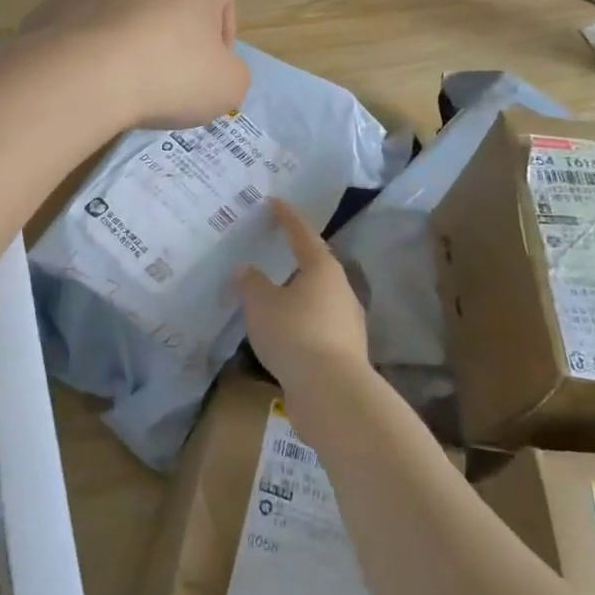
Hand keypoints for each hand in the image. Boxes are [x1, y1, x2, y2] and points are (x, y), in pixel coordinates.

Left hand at [21, 0, 249, 129]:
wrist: (80, 75)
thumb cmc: (169, 75)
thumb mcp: (228, 88)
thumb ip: (232, 73)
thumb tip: (216, 72)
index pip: (222, 0)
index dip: (221, 40)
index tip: (210, 73)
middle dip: (173, 33)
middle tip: (169, 77)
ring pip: (125, 6)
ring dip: (130, 34)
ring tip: (124, 78)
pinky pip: (86, 22)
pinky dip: (92, 43)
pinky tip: (90, 76)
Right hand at [239, 199, 369, 394]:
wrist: (331, 392)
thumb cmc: (294, 333)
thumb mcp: (261, 304)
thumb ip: (251, 283)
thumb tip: (247, 269)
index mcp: (322, 268)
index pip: (302, 233)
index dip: (287, 217)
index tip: (275, 202)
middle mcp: (341, 289)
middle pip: (316, 264)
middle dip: (295, 256)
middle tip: (274, 248)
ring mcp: (348, 320)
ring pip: (319, 296)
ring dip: (298, 291)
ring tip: (274, 292)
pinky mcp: (346, 349)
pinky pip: (318, 323)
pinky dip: (301, 319)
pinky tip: (284, 330)